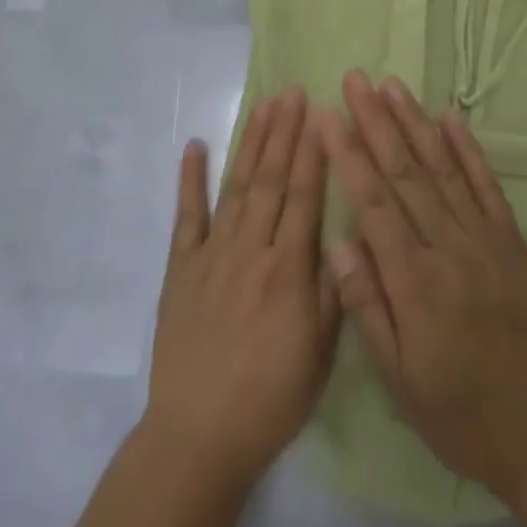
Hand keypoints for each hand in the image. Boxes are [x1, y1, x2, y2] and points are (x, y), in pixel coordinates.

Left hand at [142, 88, 340, 491]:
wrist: (199, 435)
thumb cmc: (270, 398)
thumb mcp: (320, 354)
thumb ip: (333, 290)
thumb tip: (345, 234)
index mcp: (288, 269)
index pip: (305, 196)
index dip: (313, 152)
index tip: (320, 114)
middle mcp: (251, 249)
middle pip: (272, 179)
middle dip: (284, 132)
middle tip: (293, 91)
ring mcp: (212, 253)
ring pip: (237, 186)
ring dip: (251, 143)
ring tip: (264, 105)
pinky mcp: (181, 266)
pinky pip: (187, 215)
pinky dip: (190, 179)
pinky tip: (195, 145)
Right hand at [316, 71, 526, 505]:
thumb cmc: (458, 412)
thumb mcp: (398, 378)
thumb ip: (366, 306)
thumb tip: (338, 241)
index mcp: (414, 281)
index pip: (372, 202)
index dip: (347, 154)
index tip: (327, 115)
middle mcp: (448, 247)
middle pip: (405, 172)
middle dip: (376, 121)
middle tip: (355, 79)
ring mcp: (484, 239)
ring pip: (442, 168)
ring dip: (415, 122)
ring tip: (392, 84)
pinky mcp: (511, 241)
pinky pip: (487, 185)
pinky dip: (468, 148)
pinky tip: (451, 117)